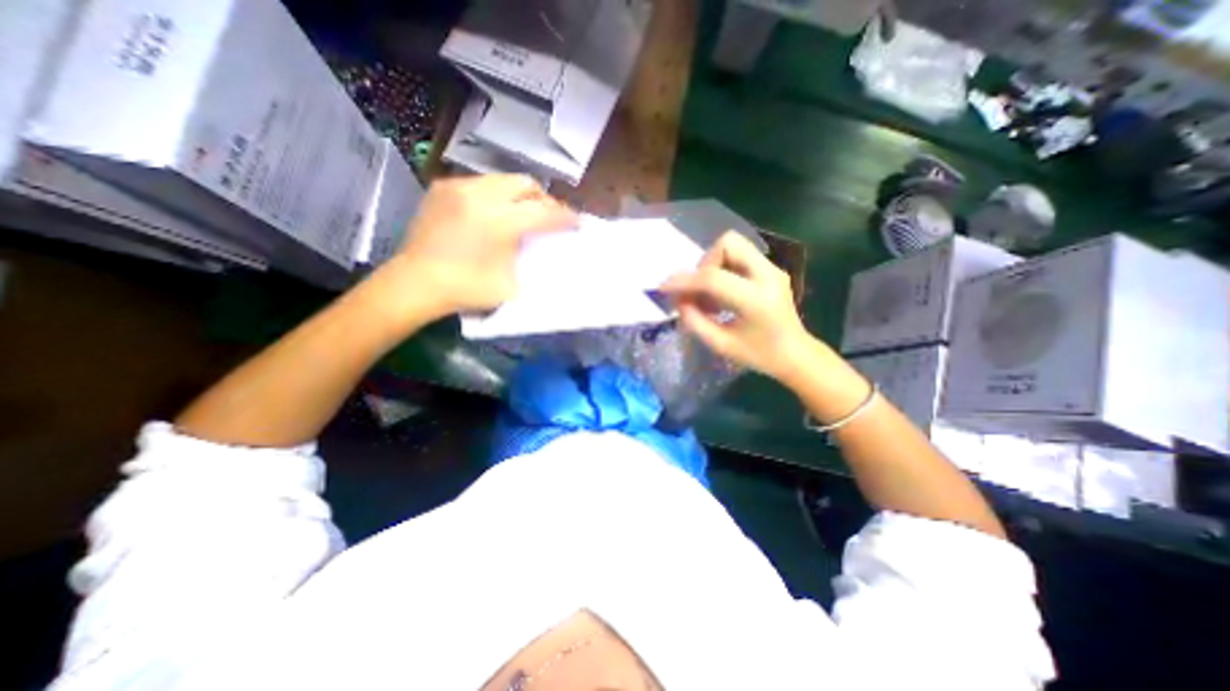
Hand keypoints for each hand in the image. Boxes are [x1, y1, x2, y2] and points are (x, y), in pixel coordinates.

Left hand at [383, 176, 577, 320]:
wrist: (416, 283)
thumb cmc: (467, 289)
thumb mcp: (511, 284)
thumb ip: (530, 260)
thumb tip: (543, 248)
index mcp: (500, 221)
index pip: (544, 212)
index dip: (565, 217)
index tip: (577, 222)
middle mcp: (481, 195)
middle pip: (526, 184)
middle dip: (544, 199)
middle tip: (549, 217)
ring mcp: (459, 187)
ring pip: (503, 180)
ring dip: (520, 195)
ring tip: (523, 214)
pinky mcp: (443, 188)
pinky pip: (481, 183)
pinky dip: (496, 195)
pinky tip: (493, 213)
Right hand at [657, 232, 818, 383]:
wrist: (795, 354)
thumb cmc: (759, 355)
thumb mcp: (720, 345)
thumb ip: (694, 321)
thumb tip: (678, 299)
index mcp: (757, 300)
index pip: (713, 278)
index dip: (684, 281)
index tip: (664, 288)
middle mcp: (768, 275)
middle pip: (728, 243)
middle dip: (704, 263)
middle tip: (699, 290)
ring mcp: (772, 269)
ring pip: (733, 244)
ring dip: (713, 264)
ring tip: (710, 294)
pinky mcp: (771, 269)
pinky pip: (739, 255)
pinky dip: (723, 268)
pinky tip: (721, 294)